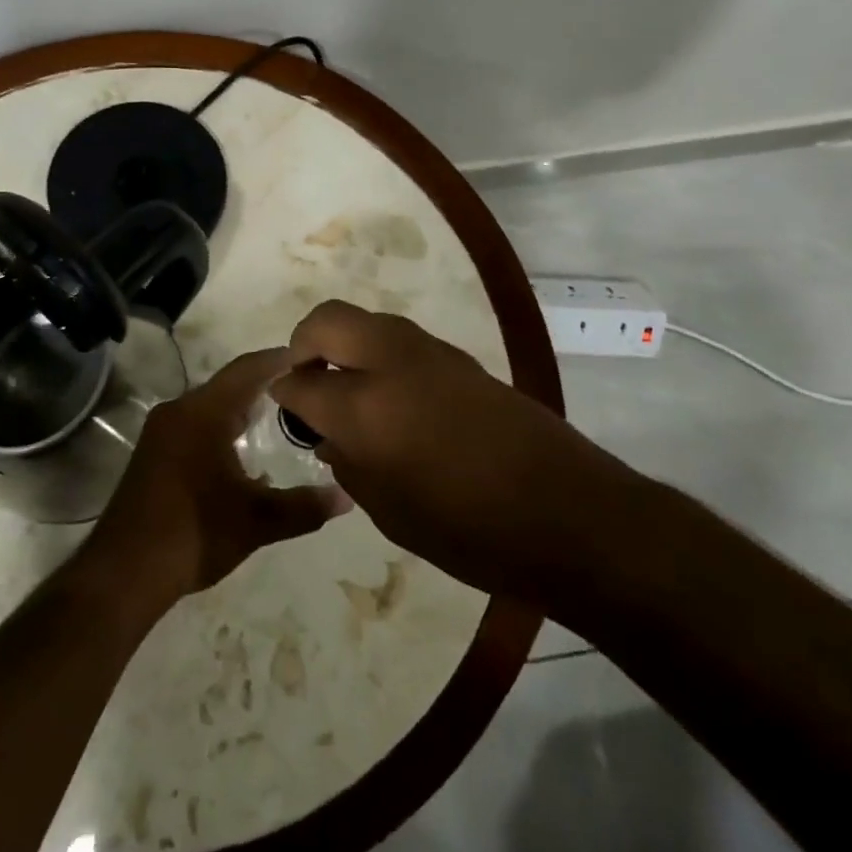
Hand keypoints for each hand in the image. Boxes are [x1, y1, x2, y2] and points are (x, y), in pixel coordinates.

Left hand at [87, 348, 351, 601]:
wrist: (124, 571)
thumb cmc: (194, 534)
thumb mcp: (256, 522)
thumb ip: (303, 507)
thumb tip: (345, 497)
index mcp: (203, 413)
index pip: (247, 370)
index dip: (278, 359)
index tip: (309, 356)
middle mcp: (179, 411)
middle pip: (227, 385)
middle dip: (264, 383)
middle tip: (302, 387)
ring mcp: (162, 432)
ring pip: (209, 406)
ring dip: (241, 407)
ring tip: (278, 414)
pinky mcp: (153, 454)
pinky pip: (195, 424)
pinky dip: (221, 426)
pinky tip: (241, 452)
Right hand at [268, 301, 644, 601]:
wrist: (568, 513)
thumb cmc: (470, 531)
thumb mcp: (391, 512)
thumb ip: (348, 464)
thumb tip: (327, 434)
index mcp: (365, 407)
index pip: (301, 382)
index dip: (284, 392)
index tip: (282, 403)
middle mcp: (392, 362)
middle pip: (327, 320)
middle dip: (303, 341)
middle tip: (305, 376)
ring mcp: (430, 353)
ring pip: (366, 321)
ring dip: (344, 343)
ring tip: (346, 386)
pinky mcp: (460, 358)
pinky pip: (400, 339)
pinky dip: (379, 354)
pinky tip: (391, 396)